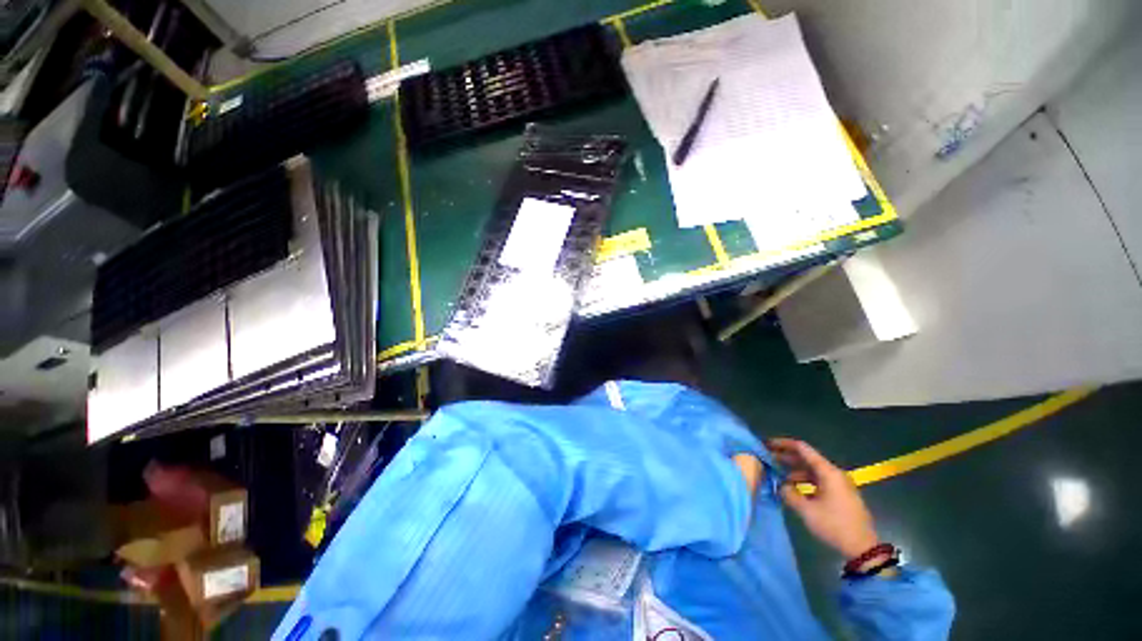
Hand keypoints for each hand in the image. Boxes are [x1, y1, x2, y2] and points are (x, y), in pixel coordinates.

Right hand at [767, 438, 879, 558]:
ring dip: (794, 471)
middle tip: (767, 459)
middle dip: (786, 458)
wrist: (863, 549)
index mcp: (828, 472)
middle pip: (806, 458)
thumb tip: (780, 485)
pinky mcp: (839, 495)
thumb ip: (789, 494)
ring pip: (811, 471)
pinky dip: (804, 481)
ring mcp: (838, 484)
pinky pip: (818, 481)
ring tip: (777, 476)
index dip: (783, 444)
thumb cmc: (834, 525)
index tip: (767, 445)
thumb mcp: (807, 510)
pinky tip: (793, 489)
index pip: (802, 449)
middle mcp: (834, 474)